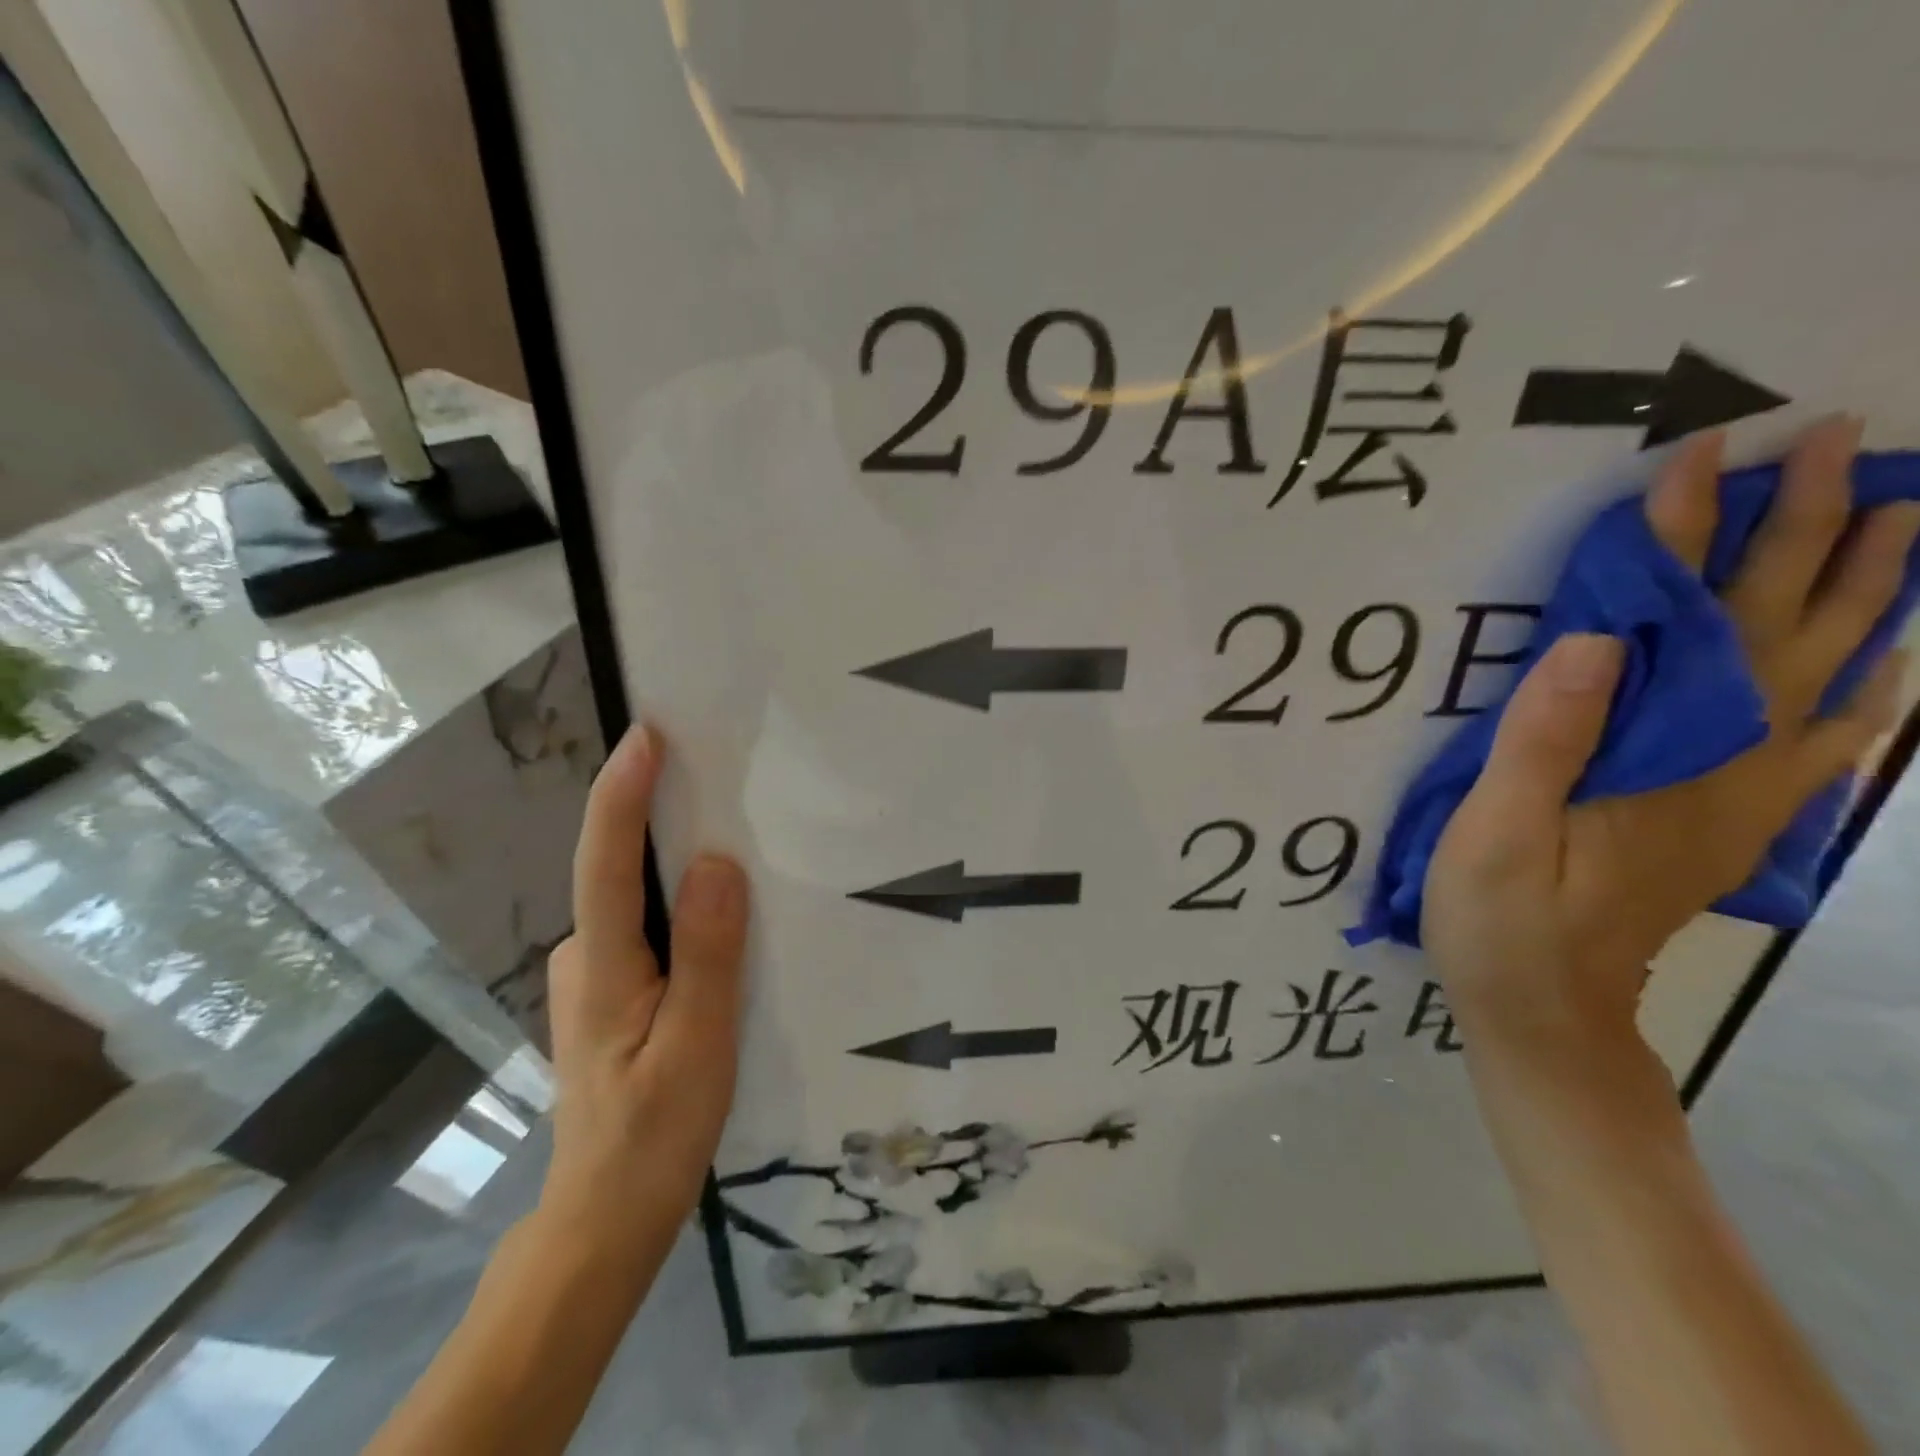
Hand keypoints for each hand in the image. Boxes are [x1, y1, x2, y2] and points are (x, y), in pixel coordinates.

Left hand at [539, 725, 748, 1264]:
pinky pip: (647, 924)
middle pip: (618, 868)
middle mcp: (583, 956)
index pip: (604, 863)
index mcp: (602, 967)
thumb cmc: (654, 1138)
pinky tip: (718, 906)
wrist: (605, 1219)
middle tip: (716, 768)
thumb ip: (708, 955)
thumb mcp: (698, 1048)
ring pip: (636, 898)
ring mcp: (593, 974)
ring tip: (732, 828)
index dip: (623, 794)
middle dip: (658, 812)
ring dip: (673, 858)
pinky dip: (678, 900)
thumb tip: (718, 863)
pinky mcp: (611, 990)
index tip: (648, 735)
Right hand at [1424, 417, 1913, 1060]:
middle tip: (1832, 446)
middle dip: (1807, 535)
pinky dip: (1870, 691)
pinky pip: (1827, 745)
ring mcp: (1740, 796)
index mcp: (1660, 759)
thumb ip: (1544, 741)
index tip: (1701, 457)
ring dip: (1865, 595)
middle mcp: (1725, 765)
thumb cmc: (1505, 921)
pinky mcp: (1728, 821)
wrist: (1548, 1011)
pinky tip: (1887, 664)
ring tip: (1900, 521)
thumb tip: (1594, 637)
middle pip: (1781, 634)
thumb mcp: (1497, 835)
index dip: (1686, 538)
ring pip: (1829, 678)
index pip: (1682, 624)